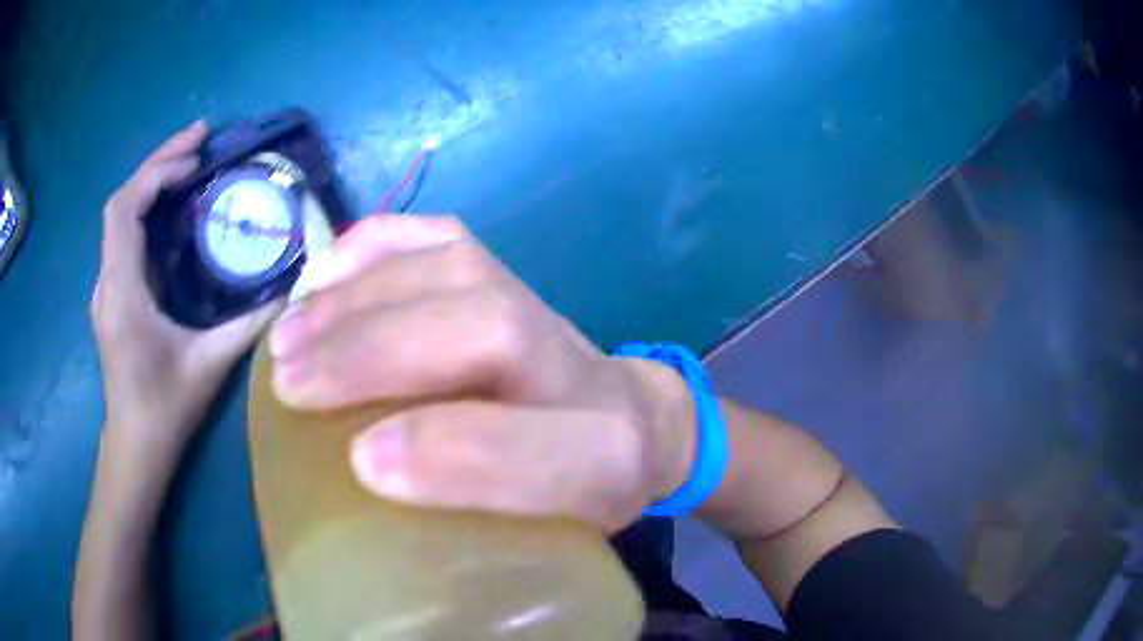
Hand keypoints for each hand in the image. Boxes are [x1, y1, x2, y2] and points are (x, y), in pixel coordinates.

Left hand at [92, 120, 282, 460]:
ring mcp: (107, 287)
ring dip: (153, 182)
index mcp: (122, 291)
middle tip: (201, 137)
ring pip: (121, 218)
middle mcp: (107, 281)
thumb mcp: (209, 366)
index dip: (156, 172)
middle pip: (121, 203)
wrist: (134, 446)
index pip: (124, 210)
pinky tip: (174, 210)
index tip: (195, 156)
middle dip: (158, 162)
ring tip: (191, 161)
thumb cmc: (164, 410)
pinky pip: (126, 238)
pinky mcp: (113, 295)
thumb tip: (292, 291)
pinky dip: (149, 210)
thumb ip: (249, 326)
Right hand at [269, 215, 697, 531]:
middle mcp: (584, 375)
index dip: (453, 456)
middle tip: (290, 383)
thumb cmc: (573, 496)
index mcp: (609, 461)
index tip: (361, 462)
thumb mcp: (547, 540)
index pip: (551, 457)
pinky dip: (375, 248)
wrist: (630, 422)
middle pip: (490, 331)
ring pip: (455, 272)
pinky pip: (443, 238)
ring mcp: (544, 308)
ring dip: (356, 301)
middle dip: (375, 354)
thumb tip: (366, 521)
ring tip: (288, 335)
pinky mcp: (508, 274)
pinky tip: (324, 272)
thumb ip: (479, 539)